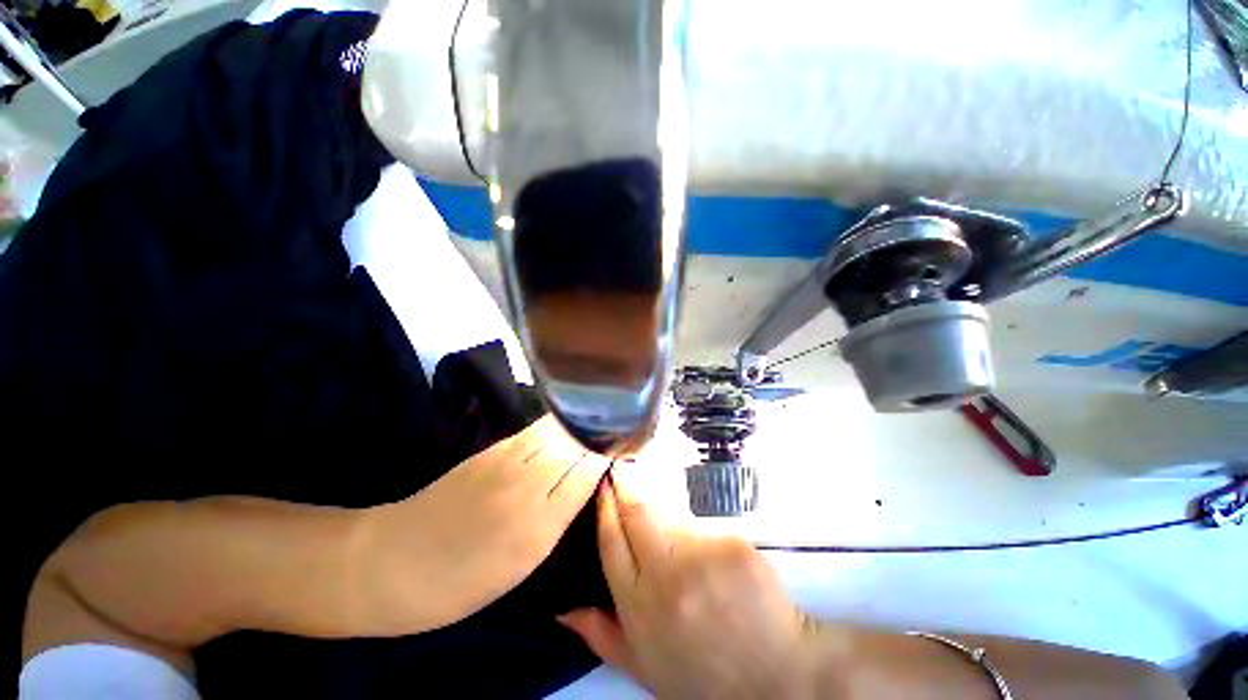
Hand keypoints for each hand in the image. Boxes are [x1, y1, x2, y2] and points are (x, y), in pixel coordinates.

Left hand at [362, 415, 610, 633]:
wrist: (392, 562)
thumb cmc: (461, 581)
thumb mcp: (522, 562)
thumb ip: (560, 515)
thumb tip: (590, 479)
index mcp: (540, 518)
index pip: (590, 466)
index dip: (614, 450)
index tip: (634, 443)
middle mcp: (529, 478)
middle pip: (579, 441)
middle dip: (606, 431)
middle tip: (626, 428)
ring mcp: (508, 457)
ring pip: (560, 428)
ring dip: (587, 422)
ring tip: (607, 419)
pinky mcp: (492, 448)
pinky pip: (538, 428)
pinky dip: (561, 423)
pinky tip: (571, 423)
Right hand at [557, 467, 818, 699]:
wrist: (777, 677)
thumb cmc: (706, 676)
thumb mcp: (646, 670)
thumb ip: (603, 637)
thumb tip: (562, 610)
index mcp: (639, 608)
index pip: (612, 543)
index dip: (605, 509)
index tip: (603, 485)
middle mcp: (666, 576)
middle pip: (638, 514)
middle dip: (626, 484)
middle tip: (623, 466)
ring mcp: (702, 556)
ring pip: (672, 514)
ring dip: (664, 504)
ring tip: (670, 509)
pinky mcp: (732, 543)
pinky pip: (706, 524)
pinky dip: (701, 527)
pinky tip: (710, 544)